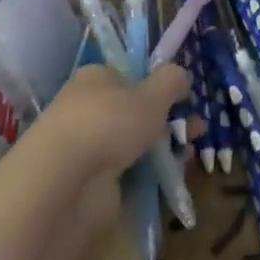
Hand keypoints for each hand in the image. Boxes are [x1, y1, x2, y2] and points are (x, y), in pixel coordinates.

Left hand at [0, 64, 187, 259]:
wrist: (63, 184)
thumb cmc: (109, 123)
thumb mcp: (153, 93)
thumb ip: (172, 81)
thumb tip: (181, 77)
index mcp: (95, 78)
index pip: (130, 76)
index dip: (159, 86)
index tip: (185, 99)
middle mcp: (86, 108)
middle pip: (135, 110)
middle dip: (169, 119)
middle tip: (197, 130)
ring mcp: (86, 147)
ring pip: (134, 142)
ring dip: (163, 147)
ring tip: (189, 156)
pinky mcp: (88, 182)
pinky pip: (128, 172)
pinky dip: (149, 173)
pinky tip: (170, 175)